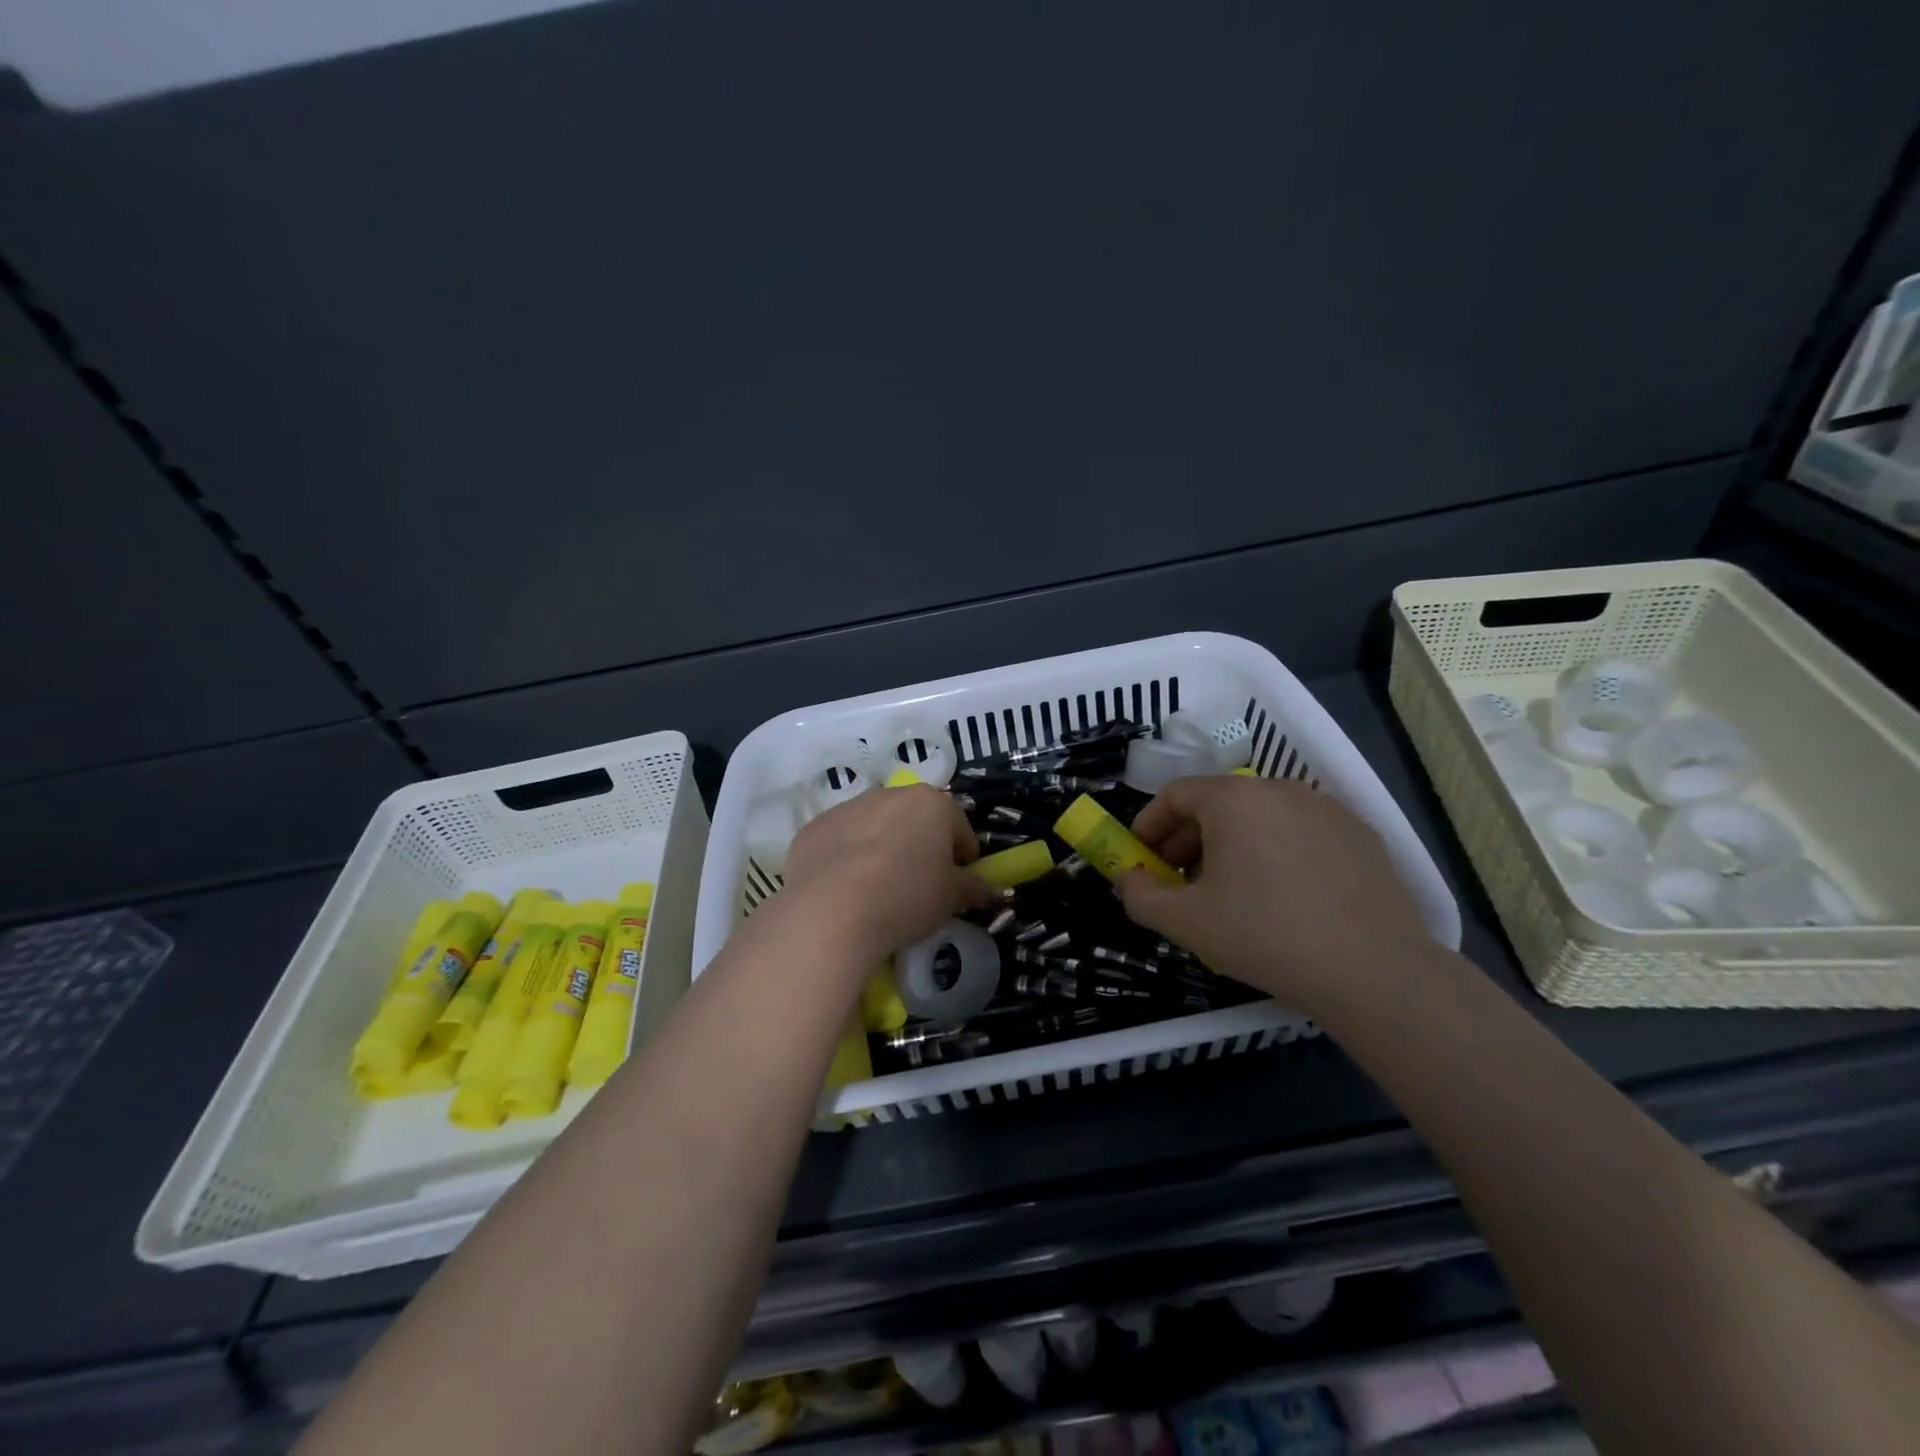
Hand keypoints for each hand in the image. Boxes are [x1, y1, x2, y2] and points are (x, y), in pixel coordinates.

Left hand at [780, 784, 992, 965]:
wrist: (830, 912)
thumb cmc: (906, 896)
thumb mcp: (951, 898)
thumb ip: (973, 887)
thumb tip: (988, 889)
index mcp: (930, 803)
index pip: (958, 825)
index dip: (963, 855)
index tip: (960, 881)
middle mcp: (888, 795)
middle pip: (914, 820)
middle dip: (920, 846)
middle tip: (920, 884)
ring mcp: (846, 808)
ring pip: (874, 827)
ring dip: (881, 848)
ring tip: (878, 889)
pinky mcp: (813, 828)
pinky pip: (840, 842)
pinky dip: (846, 859)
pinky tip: (845, 891)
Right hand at [1116, 776, 1431, 1014]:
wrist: (1372, 971)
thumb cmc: (1264, 935)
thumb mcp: (1185, 922)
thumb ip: (1140, 896)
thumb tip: (1128, 880)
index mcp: (1234, 799)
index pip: (1175, 794)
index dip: (1149, 824)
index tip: (1142, 858)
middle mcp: (1279, 789)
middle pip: (1218, 803)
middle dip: (1189, 839)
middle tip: (1180, 880)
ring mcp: (1326, 809)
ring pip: (1261, 817)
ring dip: (1232, 845)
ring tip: (1231, 892)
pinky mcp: (1360, 834)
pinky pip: (1300, 833)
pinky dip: (1277, 852)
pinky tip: (1284, 897)